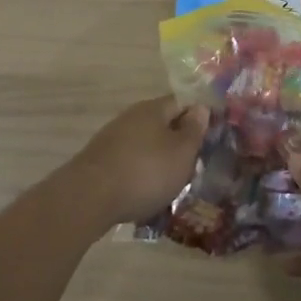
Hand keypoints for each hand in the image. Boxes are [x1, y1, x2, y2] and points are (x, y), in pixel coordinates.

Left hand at [74, 96, 208, 225]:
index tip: (211, 136)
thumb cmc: (145, 172)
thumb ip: (194, 130)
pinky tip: (146, 192)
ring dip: (159, 159)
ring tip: (172, 183)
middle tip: (194, 164)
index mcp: (153, 109)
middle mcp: (131, 117)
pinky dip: (141, 173)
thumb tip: (201, 108)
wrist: (89, 197)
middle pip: (162, 124)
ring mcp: (112, 138)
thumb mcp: (181, 153)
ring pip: (145, 144)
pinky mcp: (101, 161)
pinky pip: (130, 162)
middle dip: (178, 142)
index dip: (198, 116)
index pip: (182, 102)